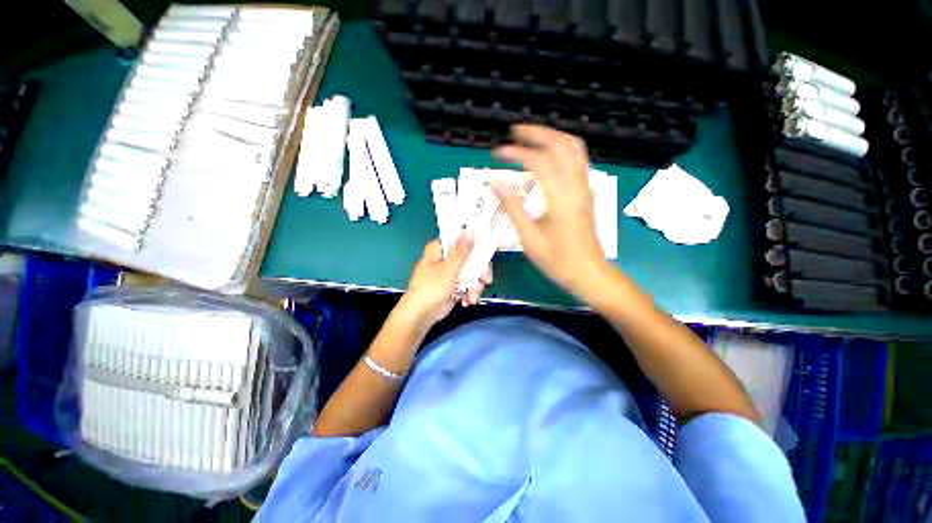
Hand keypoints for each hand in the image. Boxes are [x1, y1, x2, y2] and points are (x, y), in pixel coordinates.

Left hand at [397, 233, 492, 326]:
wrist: (421, 315)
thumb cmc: (430, 288)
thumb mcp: (449, 268)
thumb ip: (462, 250)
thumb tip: (470, 230)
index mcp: (440, 249)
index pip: (461, 239)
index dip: (475, 244)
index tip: (487, 251)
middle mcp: (446, 259)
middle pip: (470, 257)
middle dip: (479, 271)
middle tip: (486, 279)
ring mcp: (450, 273)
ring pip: (471, 272)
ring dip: (475, 285)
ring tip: (472, 296)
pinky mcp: (454, 286)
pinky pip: (468, 284)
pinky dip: (469, 292)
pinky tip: (467, 301)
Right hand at [492, 124, 607, 296]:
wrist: (588, 272)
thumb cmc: (557, 259)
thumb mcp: (529, 236)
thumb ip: (512, 206)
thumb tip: (496, 183)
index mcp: (560, 197)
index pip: (538, 161)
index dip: (516, 152)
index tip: (497, 152)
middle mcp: (576, 185)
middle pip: (561, 144)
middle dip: (537, 133)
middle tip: (515, 132)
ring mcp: (585, 187)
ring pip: (574, 148)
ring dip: (552, 137)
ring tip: (531, 137)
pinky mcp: (587, 192)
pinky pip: (578, 160)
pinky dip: (563, 149)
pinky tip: (550, 155)